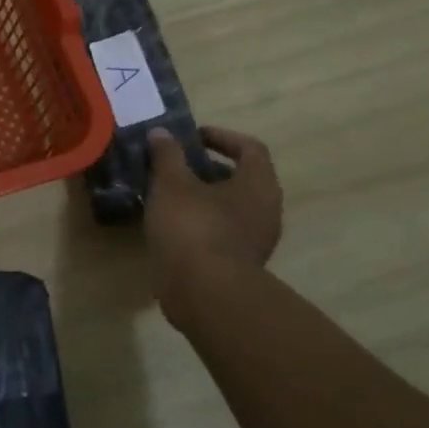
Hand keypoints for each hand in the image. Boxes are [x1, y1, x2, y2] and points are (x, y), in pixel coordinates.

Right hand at [144, 126, 283, 328]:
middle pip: (242, 178)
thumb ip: (167, 155)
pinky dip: (202, 222)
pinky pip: (223, 231)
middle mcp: (266, 209)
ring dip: (203, 197)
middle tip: (176, 165)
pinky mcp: (240, 264)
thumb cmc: (193, 227)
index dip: (222, 137)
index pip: (250, 148)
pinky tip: (172, 226)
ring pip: (231, 207)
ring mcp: (256, 240)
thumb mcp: (172, 184)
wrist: (205, 294)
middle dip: (208, 168)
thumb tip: (161, 133)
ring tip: (168, 195)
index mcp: (258, 184)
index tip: (192, 137)